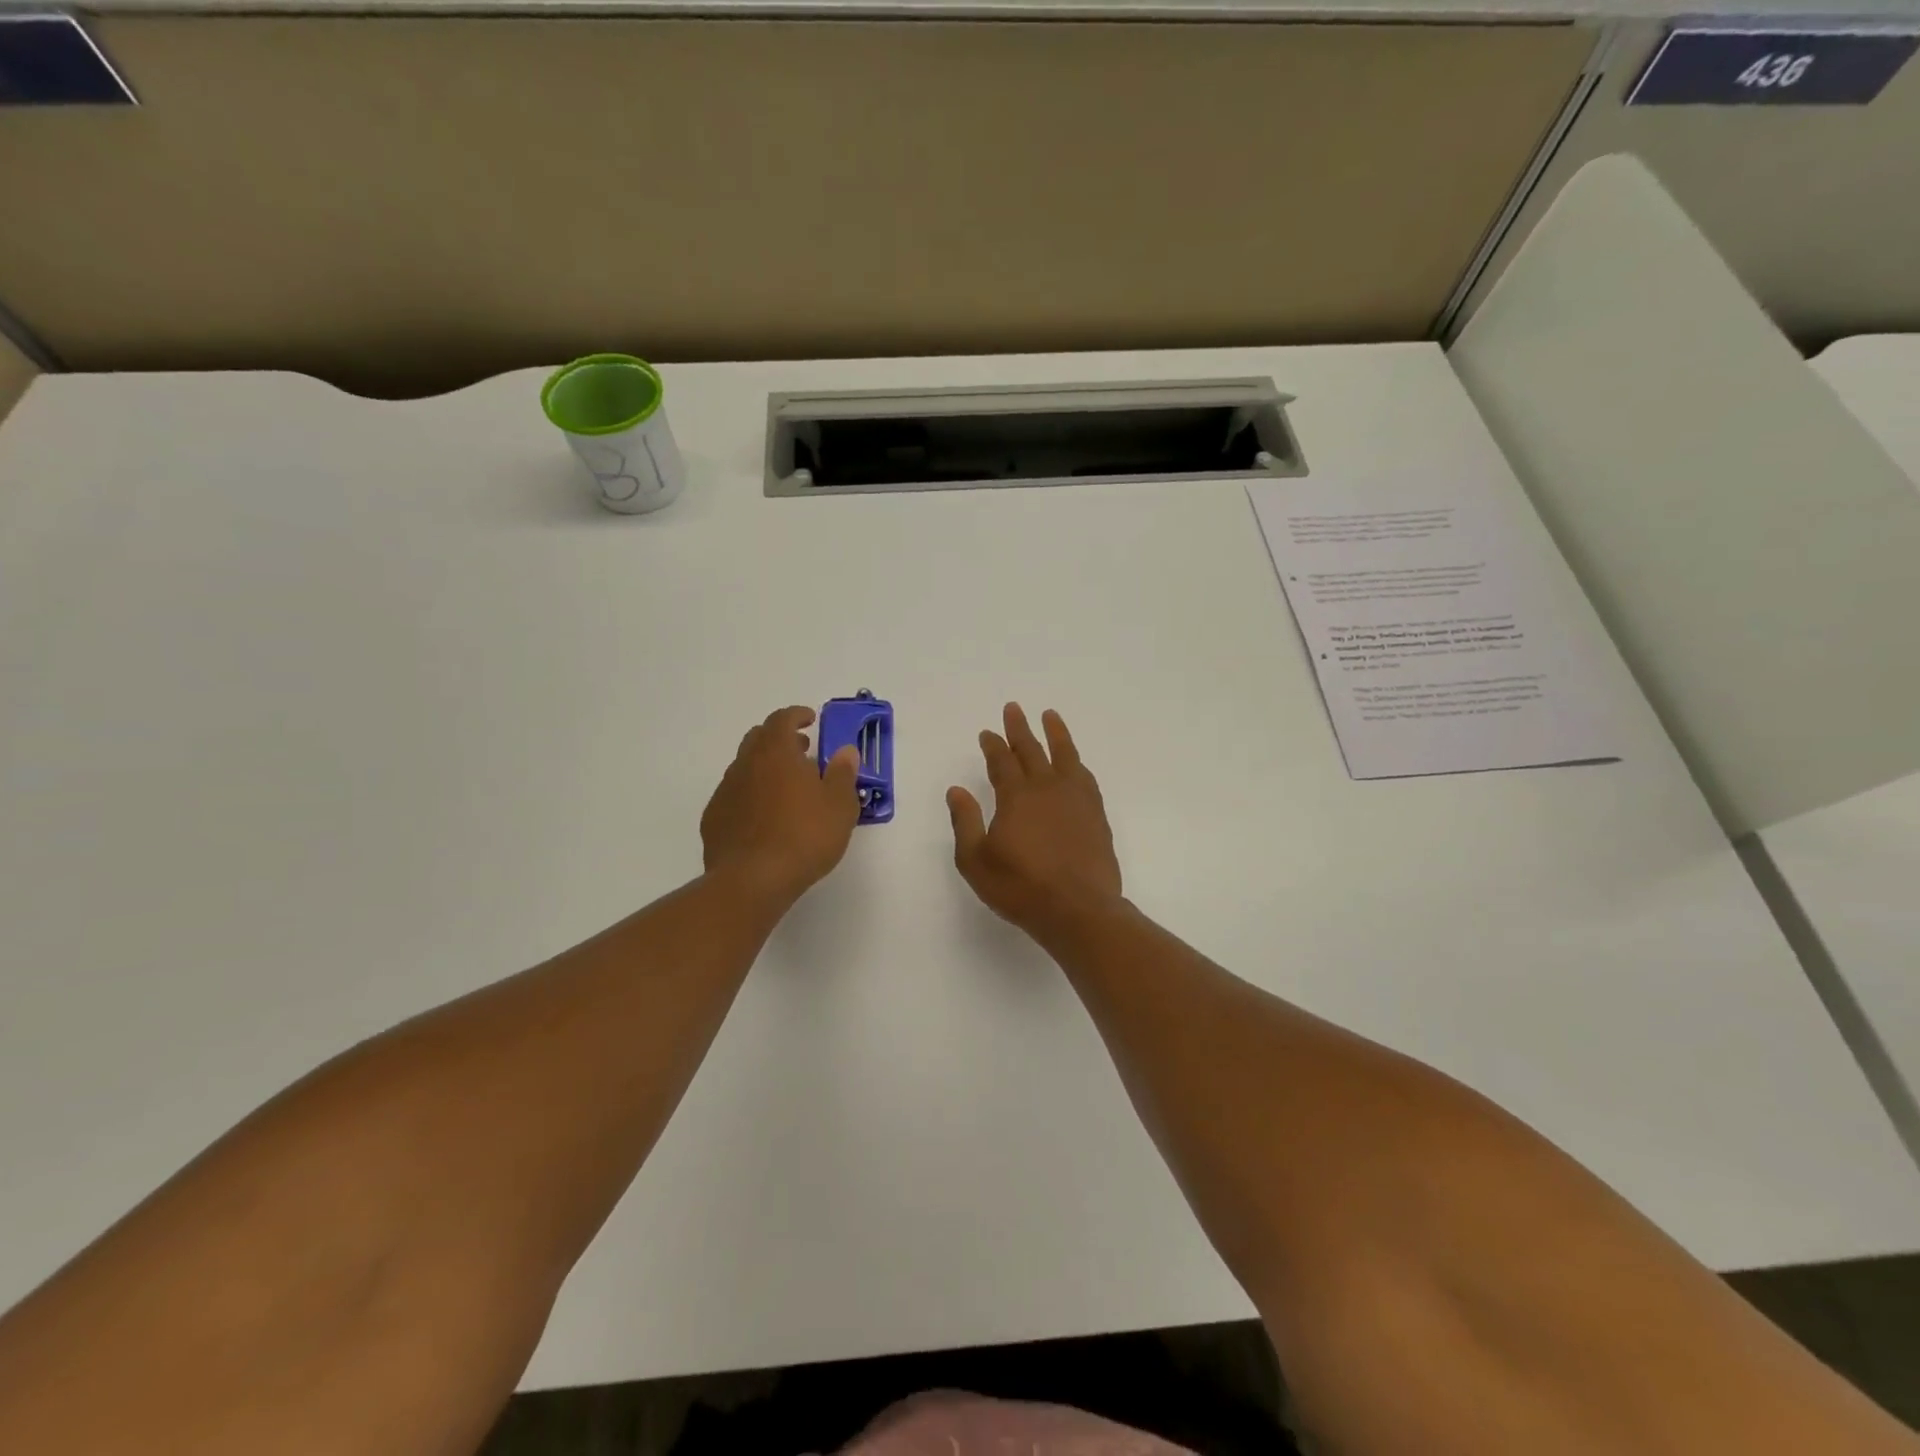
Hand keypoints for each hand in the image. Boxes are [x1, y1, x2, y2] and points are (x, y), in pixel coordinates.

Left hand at [702, 706, 861, 905]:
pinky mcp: (714, 819)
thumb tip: (845, 751)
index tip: (811, 720)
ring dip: (766, 769)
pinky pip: (735, 796)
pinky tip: (766, 818)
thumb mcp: (839, 806)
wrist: (752, 880)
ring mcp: (725, 792)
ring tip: (788, 790)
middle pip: (759, 738)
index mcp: (776, 753)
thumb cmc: (804, 837)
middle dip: (781, 739)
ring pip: (745, 767)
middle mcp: (746, 764)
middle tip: (802, 753)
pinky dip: (751, 795)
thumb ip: (843, 774)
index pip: (782, 719)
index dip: (797, 715)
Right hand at [947, 704, 1122, 934]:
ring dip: (1055, 733)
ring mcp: (1075, 799)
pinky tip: (1075, 762)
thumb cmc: (1020, 887)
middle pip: (1031, 750)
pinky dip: (1076, 762)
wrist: (1078, 909)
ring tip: (1050, 715)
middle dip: (1019, 728)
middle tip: (1013, 709)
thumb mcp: (976, 860)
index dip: (993, 745)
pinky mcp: (1096, 814)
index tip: (987, 732)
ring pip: (1065, 755)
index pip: (1001, 761)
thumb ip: (965, 822)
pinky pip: (1085, 777)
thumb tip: (956, 790)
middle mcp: (1046, 788)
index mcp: (1015, 796)